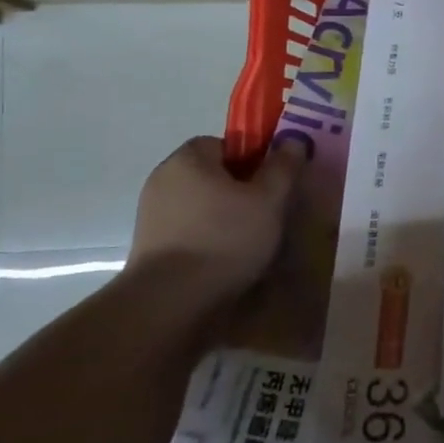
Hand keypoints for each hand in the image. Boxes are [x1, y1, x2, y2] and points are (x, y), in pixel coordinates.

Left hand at [126, 136, 304, 311]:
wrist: (170, 303)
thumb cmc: (225, 239)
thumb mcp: (269, 199)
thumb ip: (283, 167)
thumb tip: (294, 139)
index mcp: (188, 159)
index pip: (225, 143)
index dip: (252, 159)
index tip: (272, 183)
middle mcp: (163, 180)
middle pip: (212, 175)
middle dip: (240, 190)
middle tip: (269, 212)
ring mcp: (152, 215)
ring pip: (202, 206)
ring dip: (225, 218)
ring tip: (252, 242)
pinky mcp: (149, 247)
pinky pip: (189, 232)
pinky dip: (208, 240)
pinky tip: (228, 261)